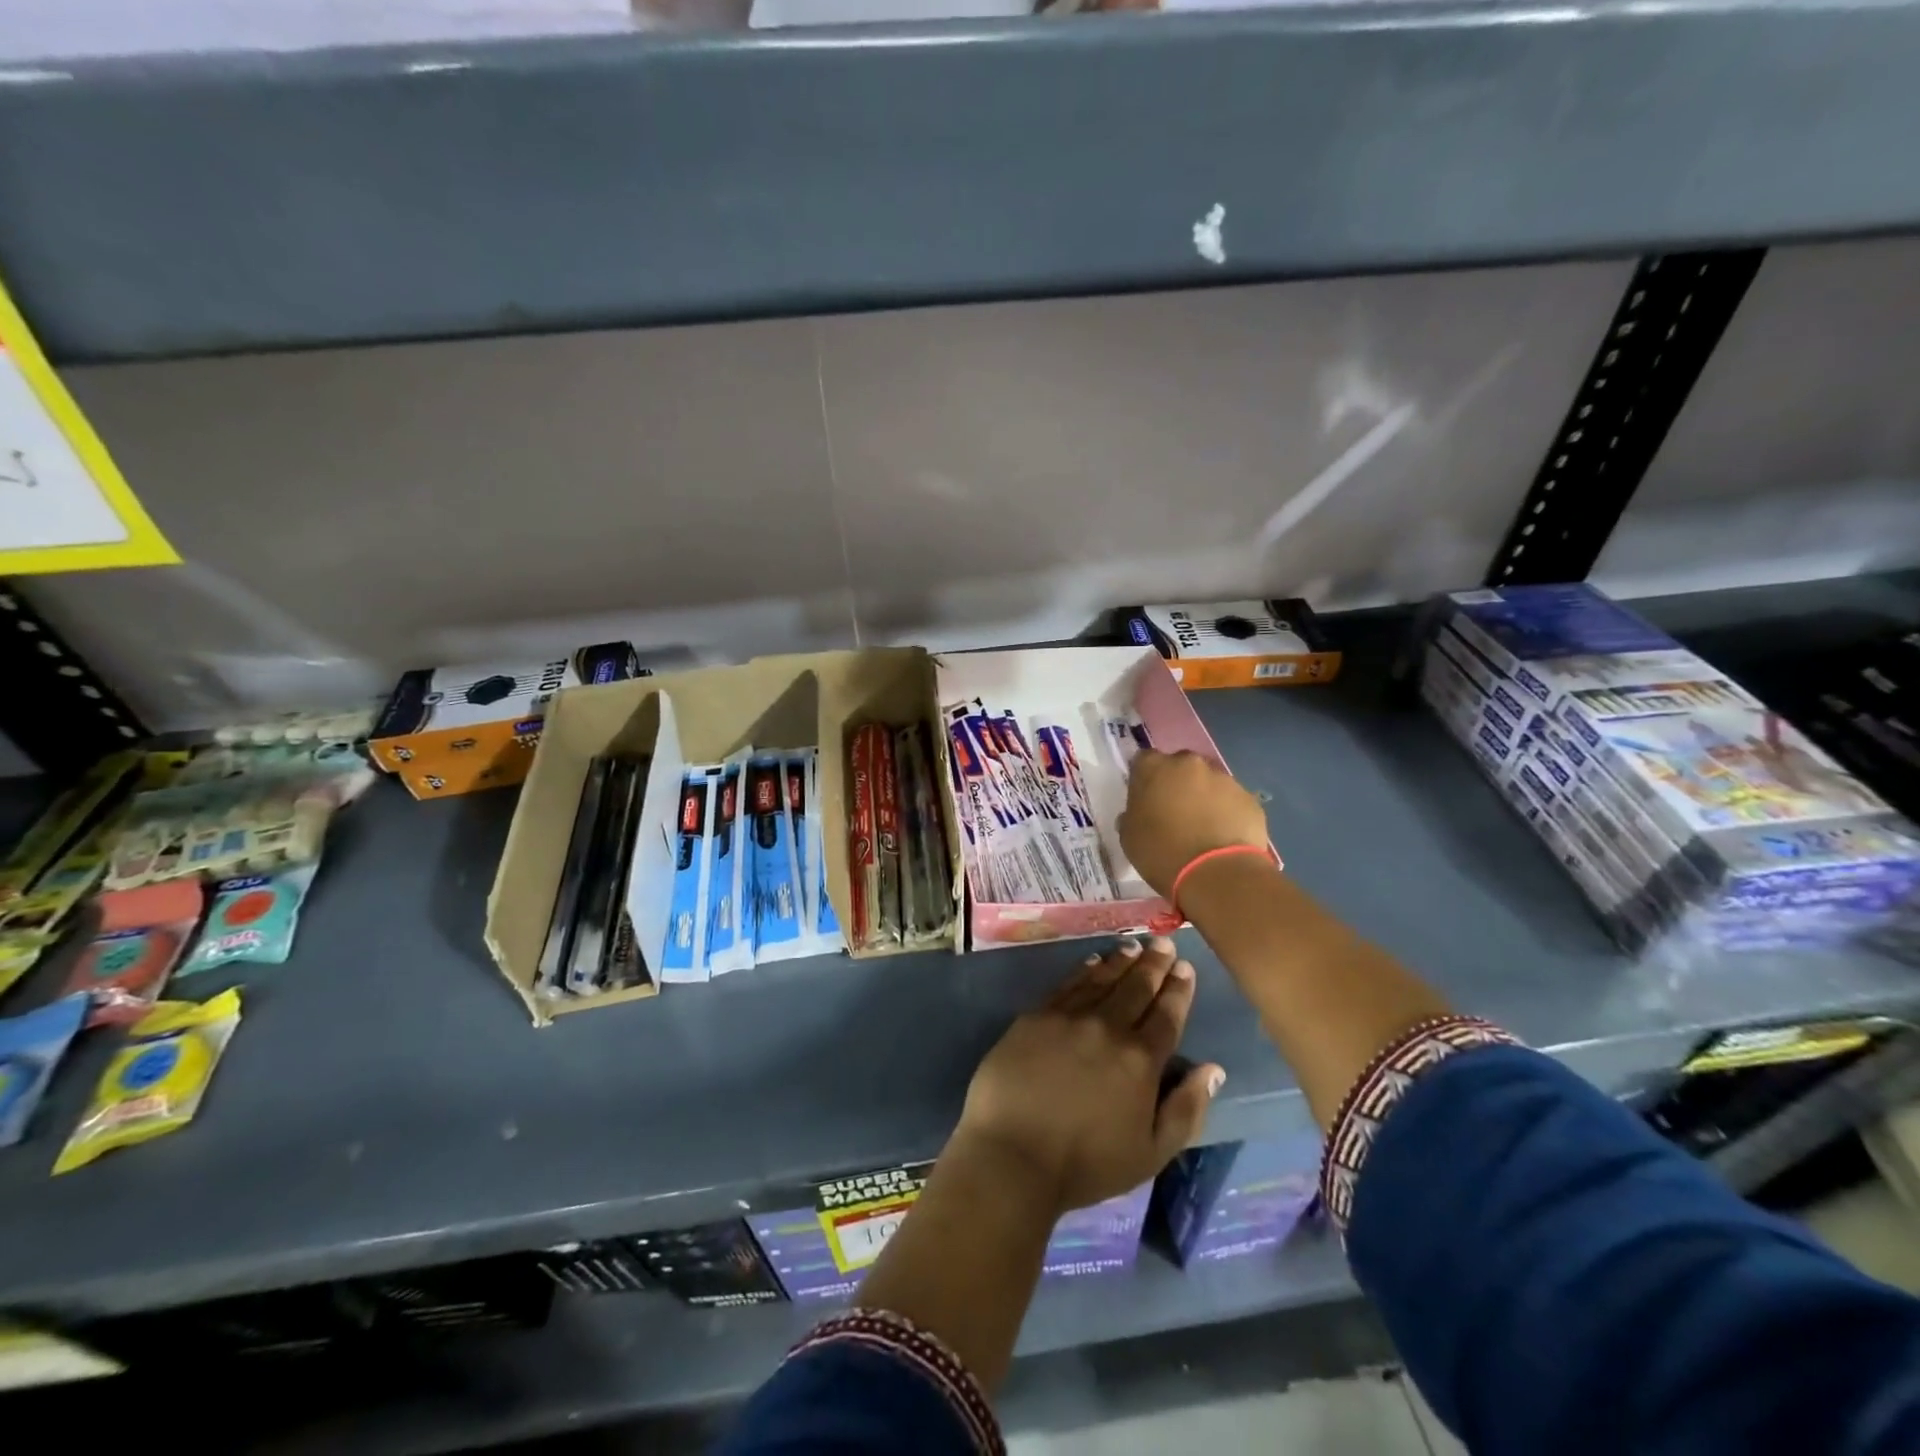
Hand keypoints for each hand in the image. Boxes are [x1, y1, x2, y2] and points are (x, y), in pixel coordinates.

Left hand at [953, 938, 1224, 1217]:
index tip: (1185, 967)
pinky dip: (1084, 970)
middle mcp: (1108, 1027)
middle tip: (1163, 942)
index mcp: (1141, 1060)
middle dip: (1153, 964)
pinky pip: (1067, 984)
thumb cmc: (1086, 1164)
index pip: (1166, 1015)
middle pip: (1136, 988)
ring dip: (1121, 961)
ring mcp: (1069, 1017)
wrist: (1013, 1154)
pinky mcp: (1036, 1016)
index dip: (1178, 989)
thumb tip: (1213, 1069)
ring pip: (1102, 979)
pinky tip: (1093, 961)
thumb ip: (1186, 1109)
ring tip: (1133, 947)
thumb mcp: (1151, 1153)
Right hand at [1117, 749, 1268, 900]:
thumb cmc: (1162, 853)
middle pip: (1180, 767)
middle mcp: (1189, 763)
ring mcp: (1223, 778)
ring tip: (1202, 829)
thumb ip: (1132, 815)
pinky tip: (1223, 837)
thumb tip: (1138, 813)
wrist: (1217, 874)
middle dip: (1176, 784)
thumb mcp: (1129, 837)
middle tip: (1174, 813)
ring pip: (1208, 782)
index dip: (1144, 779)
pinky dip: (1226, 813)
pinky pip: (1231, 801)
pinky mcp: (1249, 798)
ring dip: (1203, 798)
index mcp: (1154, 767)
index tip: (1145, 799)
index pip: (1144, 761)